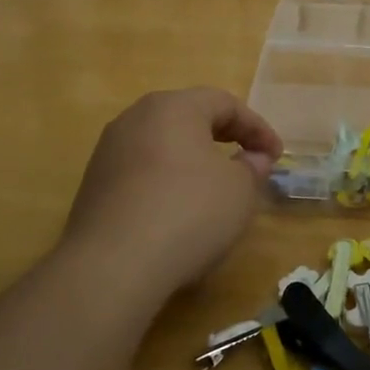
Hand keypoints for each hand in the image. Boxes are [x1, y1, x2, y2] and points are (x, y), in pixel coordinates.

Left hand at [60, 88, 282, 301]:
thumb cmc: (188, 213)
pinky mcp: (93, 185)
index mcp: (173, 107)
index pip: (225, 103)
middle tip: (248, 161)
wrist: (112, 266)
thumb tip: (252, 157)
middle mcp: (135, 118)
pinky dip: (167, 182)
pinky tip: (178, 212)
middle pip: (189, 117)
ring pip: (162, 145)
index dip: (257, 127)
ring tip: (214, 188)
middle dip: (224, 137)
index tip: (276, 155)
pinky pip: (141, 172)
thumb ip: (252, 167)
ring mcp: (108, 152)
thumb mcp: (239, 191)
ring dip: (193, 160)